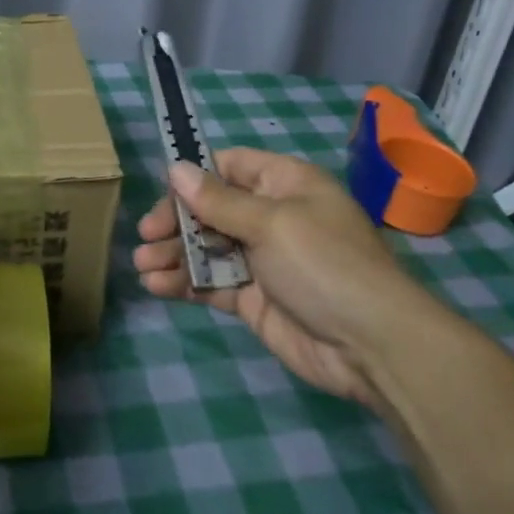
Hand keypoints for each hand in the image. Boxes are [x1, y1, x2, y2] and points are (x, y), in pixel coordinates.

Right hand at [132, 149, 436, 405]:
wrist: (371, 345)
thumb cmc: (323, 264)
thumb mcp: (271, 223)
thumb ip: (218, 200)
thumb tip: (175, 168)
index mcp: (284, 185)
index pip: (230, 167)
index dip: (195, 177)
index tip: (164, 195)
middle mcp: (272, 217)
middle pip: (211, 208)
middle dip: (176, 221)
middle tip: (146, 237)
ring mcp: (262, 260)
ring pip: (207, 247)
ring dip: (173, 254)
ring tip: (142, 264)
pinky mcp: (254, 299)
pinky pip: (212, 283)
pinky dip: (185, 282)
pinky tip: (157, 285)